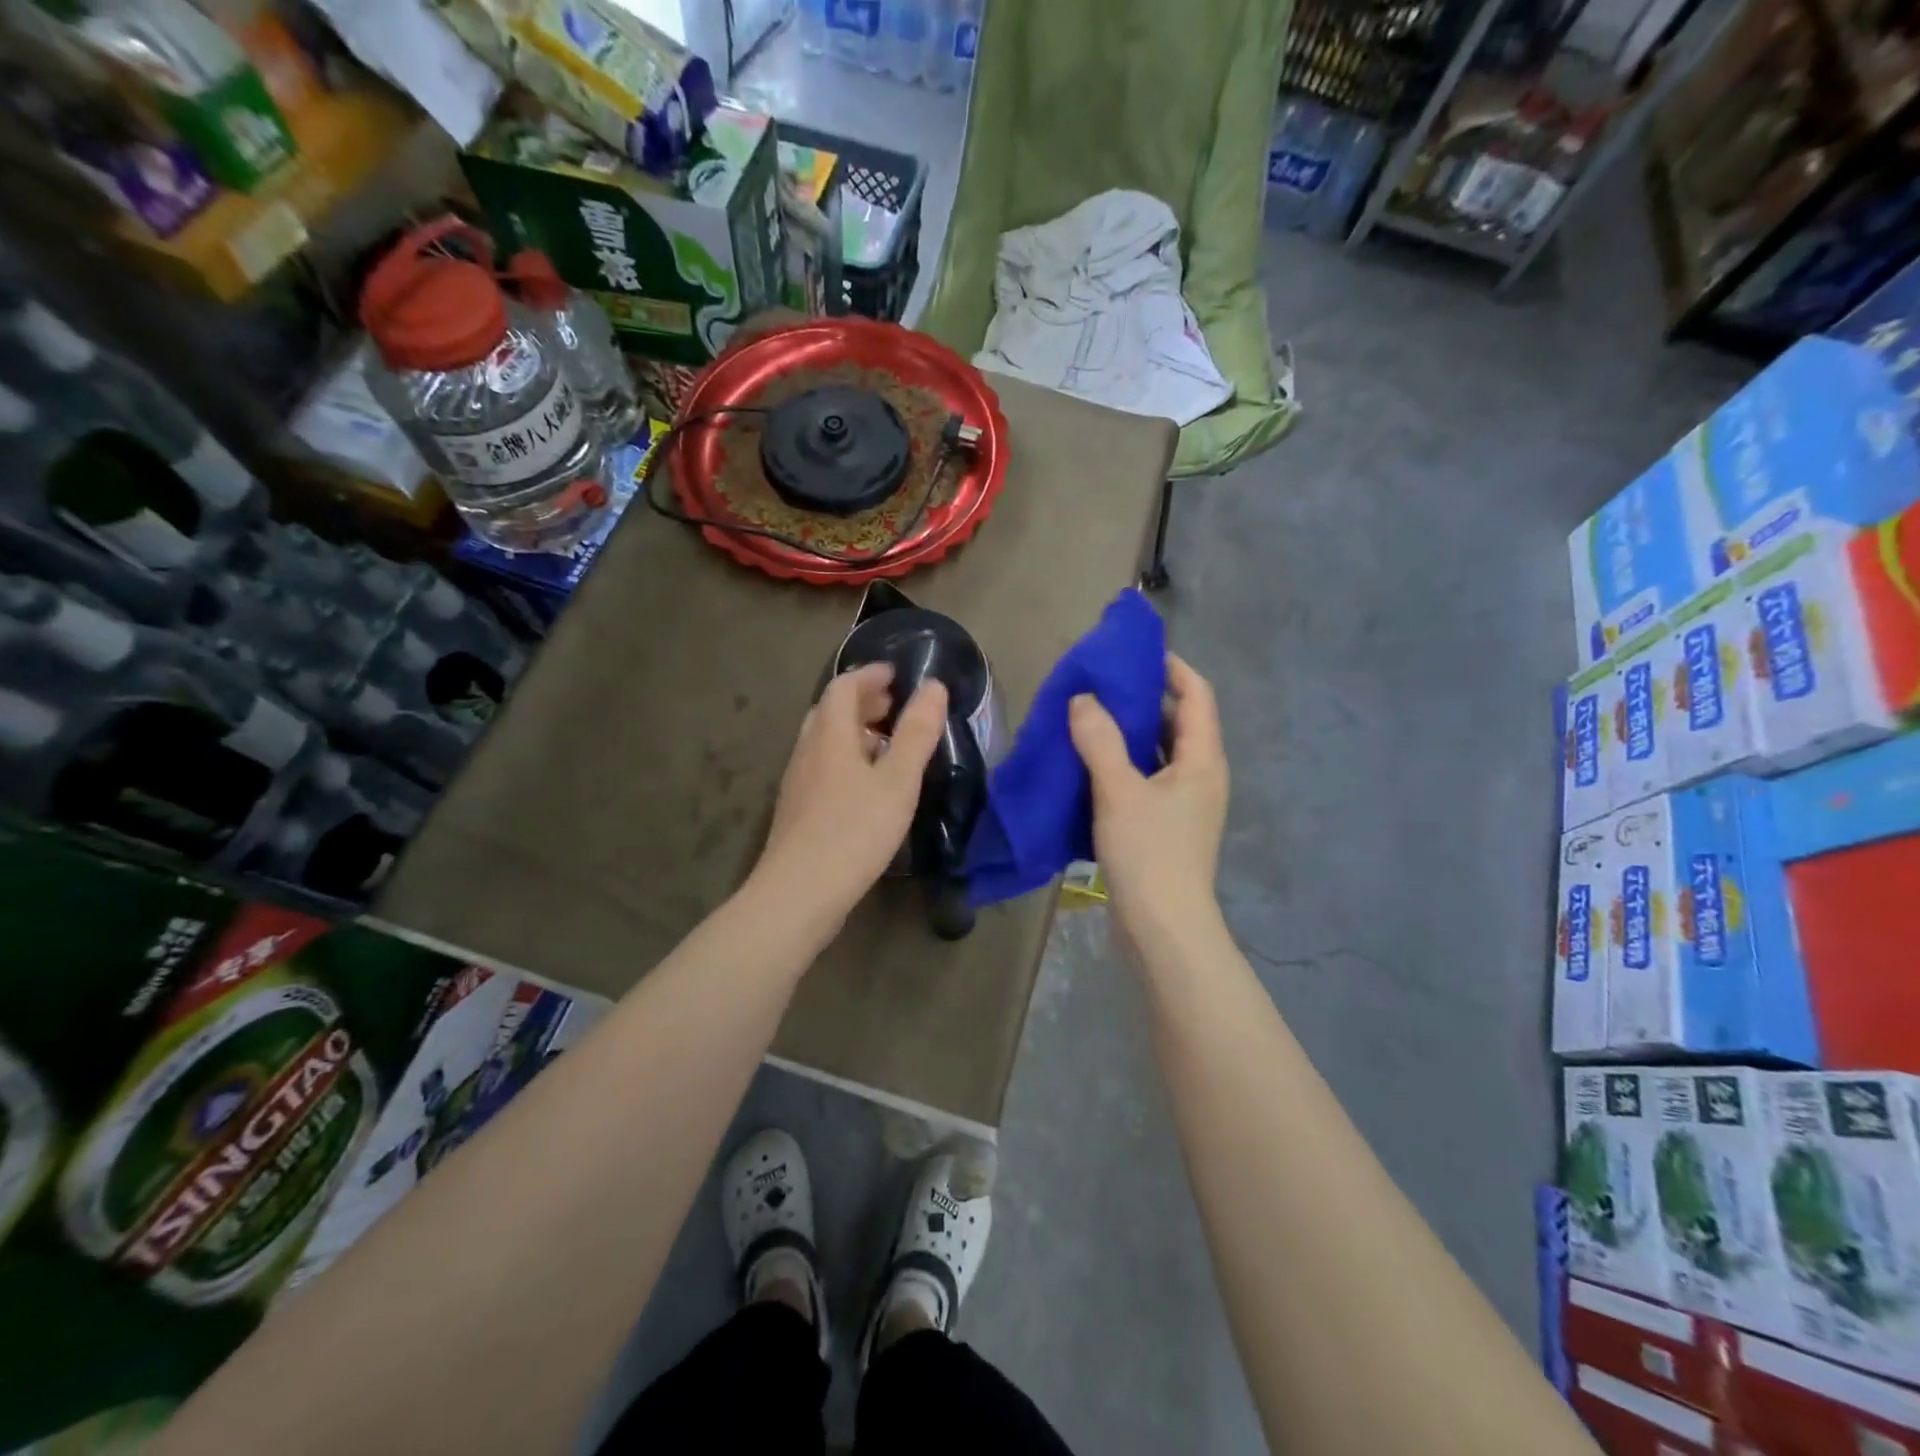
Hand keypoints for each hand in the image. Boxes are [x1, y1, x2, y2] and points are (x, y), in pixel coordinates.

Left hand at [751, 662, 948, 930]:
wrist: (799, 893)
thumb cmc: (854, 831)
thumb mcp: (897, 781)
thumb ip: (917, 733)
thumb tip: (933, 686)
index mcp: (829, 735)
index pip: (844, 687)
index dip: (870, 675)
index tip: (897, 675)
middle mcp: (807, 751)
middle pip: (830, 712)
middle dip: (863, 702)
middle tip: (895, 707)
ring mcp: (797, 782)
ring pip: (825, 742)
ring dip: (854, 733)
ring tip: (887, 746)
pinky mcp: (797, 810)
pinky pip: (823, 768)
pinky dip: (846, 760)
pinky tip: (866, 787)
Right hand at [1068, 653, 1228, 949]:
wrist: (1163, 929)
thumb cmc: (1150, 853)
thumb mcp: (1120, 790)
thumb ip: (1099, 740)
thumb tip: (1083, 699)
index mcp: (1202, 759)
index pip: (1196, 694)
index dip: (1170, 667)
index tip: (1132, 653)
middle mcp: (1200, 776)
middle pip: (1176, 722)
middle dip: (1140, 700)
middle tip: (1097, 685)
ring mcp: (1183, 804)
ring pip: (1156, 754)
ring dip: (1125, 735)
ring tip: (1085, 719)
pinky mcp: (1164, 828)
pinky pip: (1143, 781)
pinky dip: (1119, 766)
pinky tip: (1086, 766)